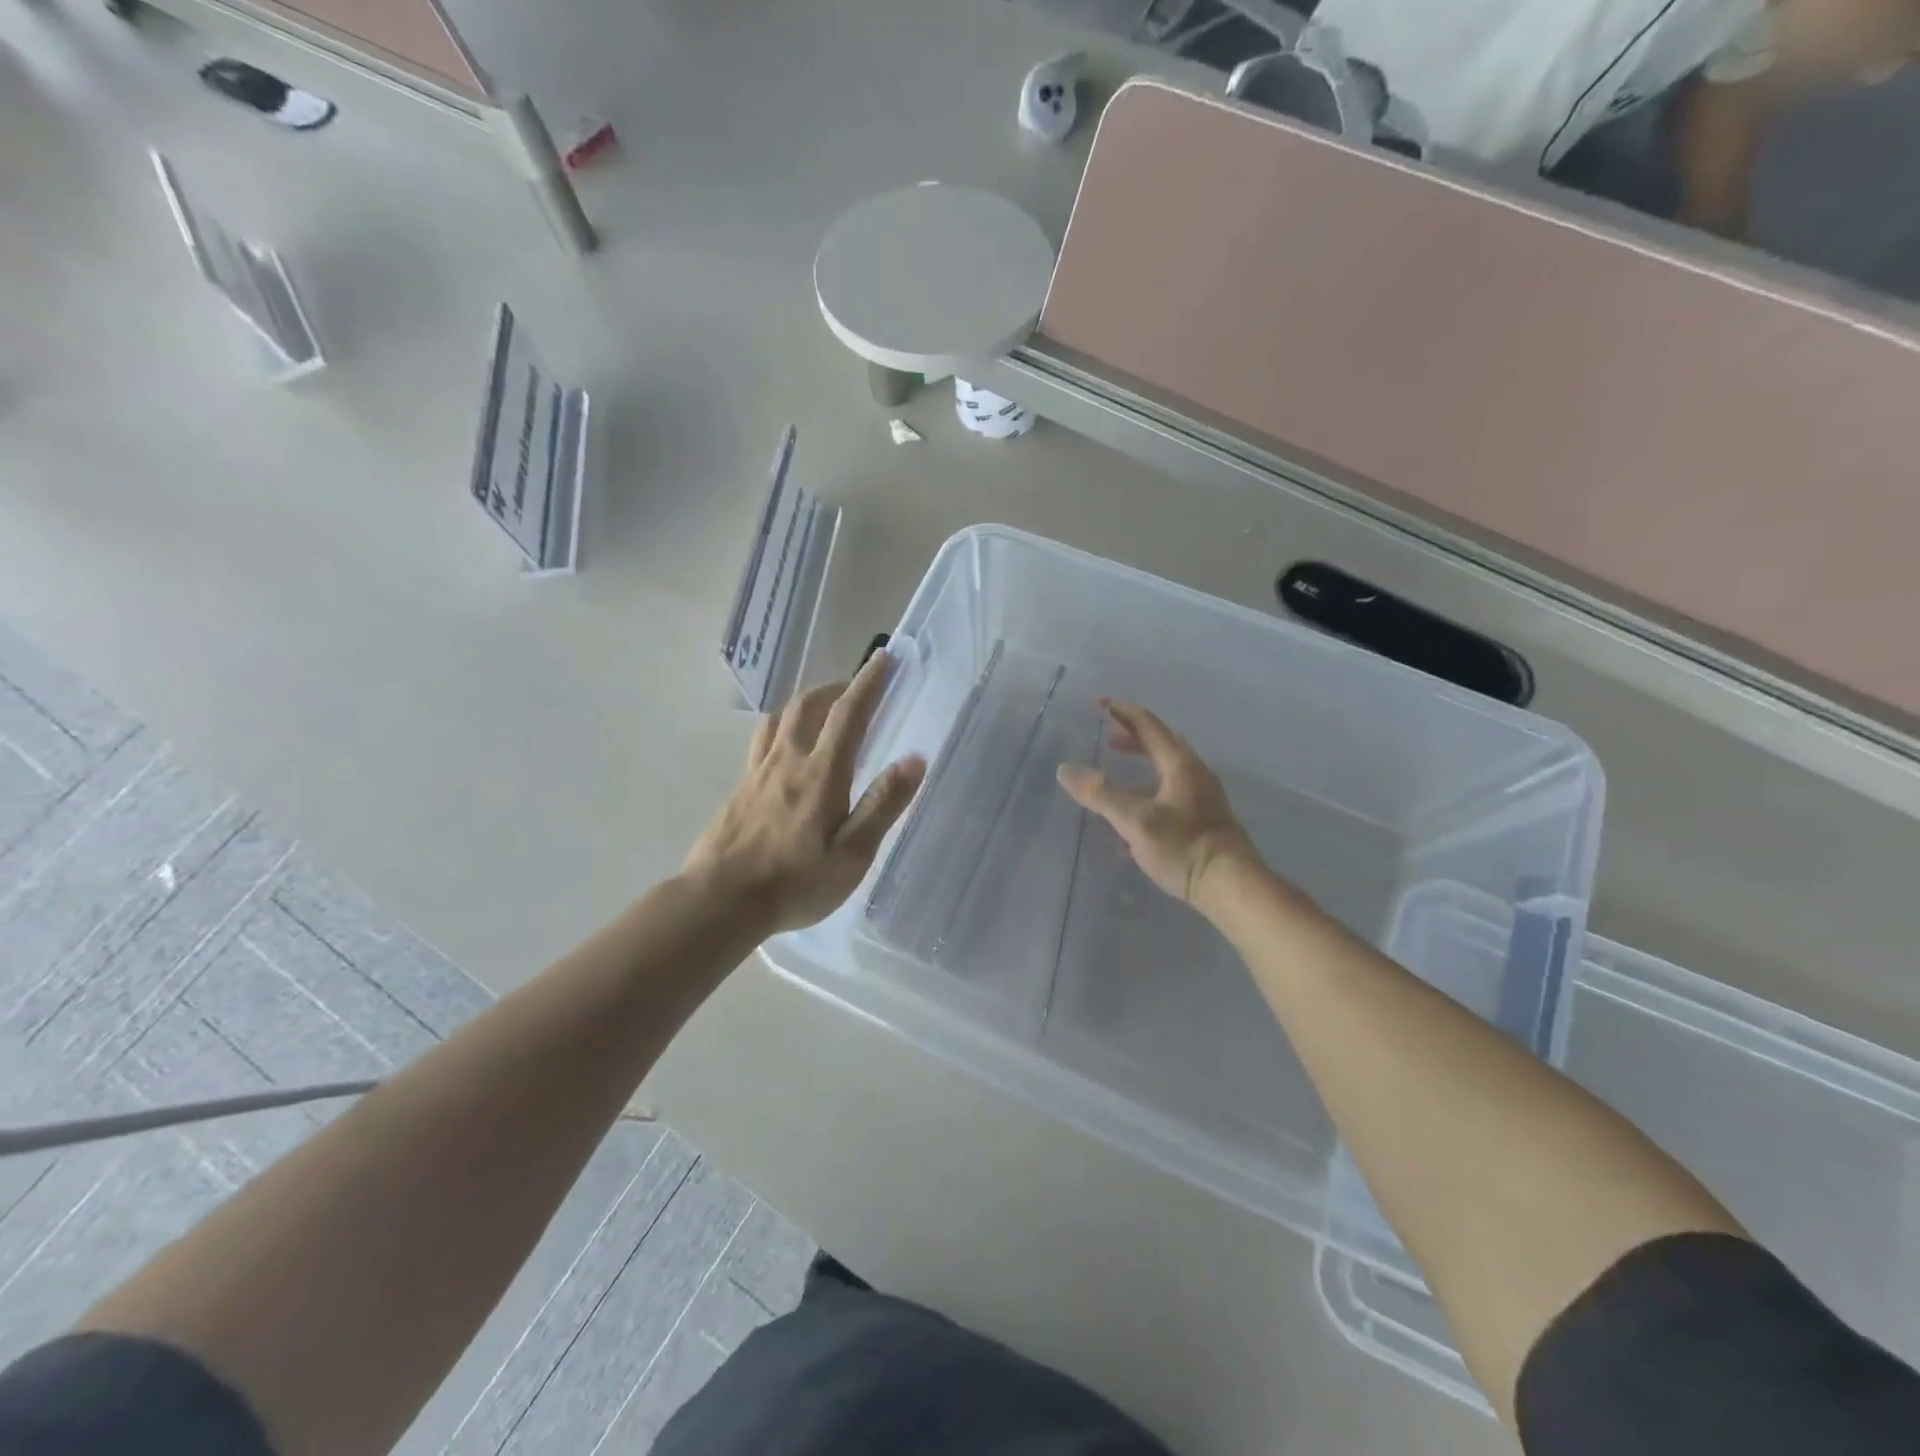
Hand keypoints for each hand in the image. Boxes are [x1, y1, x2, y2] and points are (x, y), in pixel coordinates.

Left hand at [685, 652, 925, 934]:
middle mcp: (787, 761)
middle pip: (809, 705)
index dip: (869, 682)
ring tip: (822, 710)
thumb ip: (882, 804)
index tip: (884, 658)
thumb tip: (913, 759)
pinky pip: (762, 742)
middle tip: (856, 688)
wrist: (719, 901)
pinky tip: (785, 750)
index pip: (849, 714)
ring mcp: (757, 773)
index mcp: (821, 773)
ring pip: (780, 718)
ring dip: (805, 703)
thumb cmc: (795, 882)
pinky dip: (782, 728)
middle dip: (836, 687)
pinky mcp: (738, 789)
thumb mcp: (852, 854)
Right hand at [1056, 700, 1259, 909]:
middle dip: (1131, 735)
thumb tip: (1065, 770)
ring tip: (1115, 769)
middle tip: (1105, 734)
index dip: (1121, 711)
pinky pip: (1170, 789)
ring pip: (1166, 767)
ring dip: (1140, 763)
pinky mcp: (1204, 816)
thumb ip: (1100, 795)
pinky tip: (1132, 815)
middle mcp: (1194, 771)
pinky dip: (1148, 788)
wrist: (1232, 886)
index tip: (1097, 702)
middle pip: (1160, 742)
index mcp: (1179, 764)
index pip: (1147, 724)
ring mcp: (1202, 794)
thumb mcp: (1135, 821)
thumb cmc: (1184, 848)